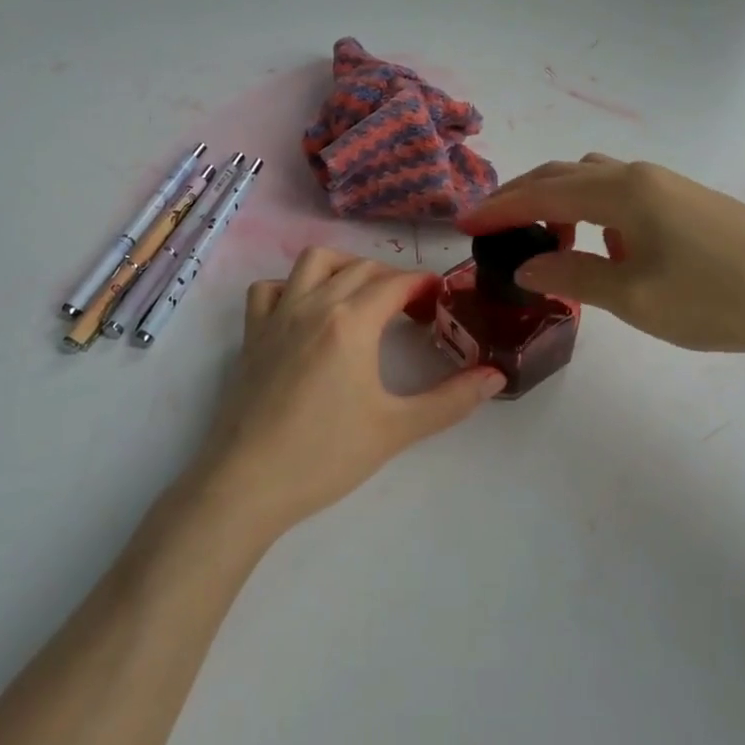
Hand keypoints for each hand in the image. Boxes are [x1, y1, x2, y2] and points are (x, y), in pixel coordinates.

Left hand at [189, 248, 505, 539]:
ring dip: (344, 266)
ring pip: (313, 262)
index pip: (396, 283)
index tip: (440, 298)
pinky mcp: (251, 334)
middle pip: (361, 268)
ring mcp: (277, 315)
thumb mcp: (397, 428)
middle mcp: (314, 304)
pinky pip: (269, 288)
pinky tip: (305, 310)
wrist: (247, 482)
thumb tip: (496, 377)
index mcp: (352, 321)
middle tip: (412, 308)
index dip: (423, 284)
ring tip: (362, 294)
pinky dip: (291, 285)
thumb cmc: (326, 455)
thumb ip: (451, 400)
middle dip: (393, 278)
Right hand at [460, 155, 744, 356]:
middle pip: (563, 174)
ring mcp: (667, 186)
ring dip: (558, 201)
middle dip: (521, 196)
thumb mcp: (634, 296)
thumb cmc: (717, 297)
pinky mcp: (687, 203)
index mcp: (622, 192)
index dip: (498, 208)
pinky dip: (591, 210)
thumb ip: (573, 276)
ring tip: (545, 240)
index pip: (541, 192)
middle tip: (490, 225)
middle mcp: (639, 176)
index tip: (462, 224)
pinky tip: (604, 245)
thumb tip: (525, 267)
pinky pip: (620, 194)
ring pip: (593, 180)